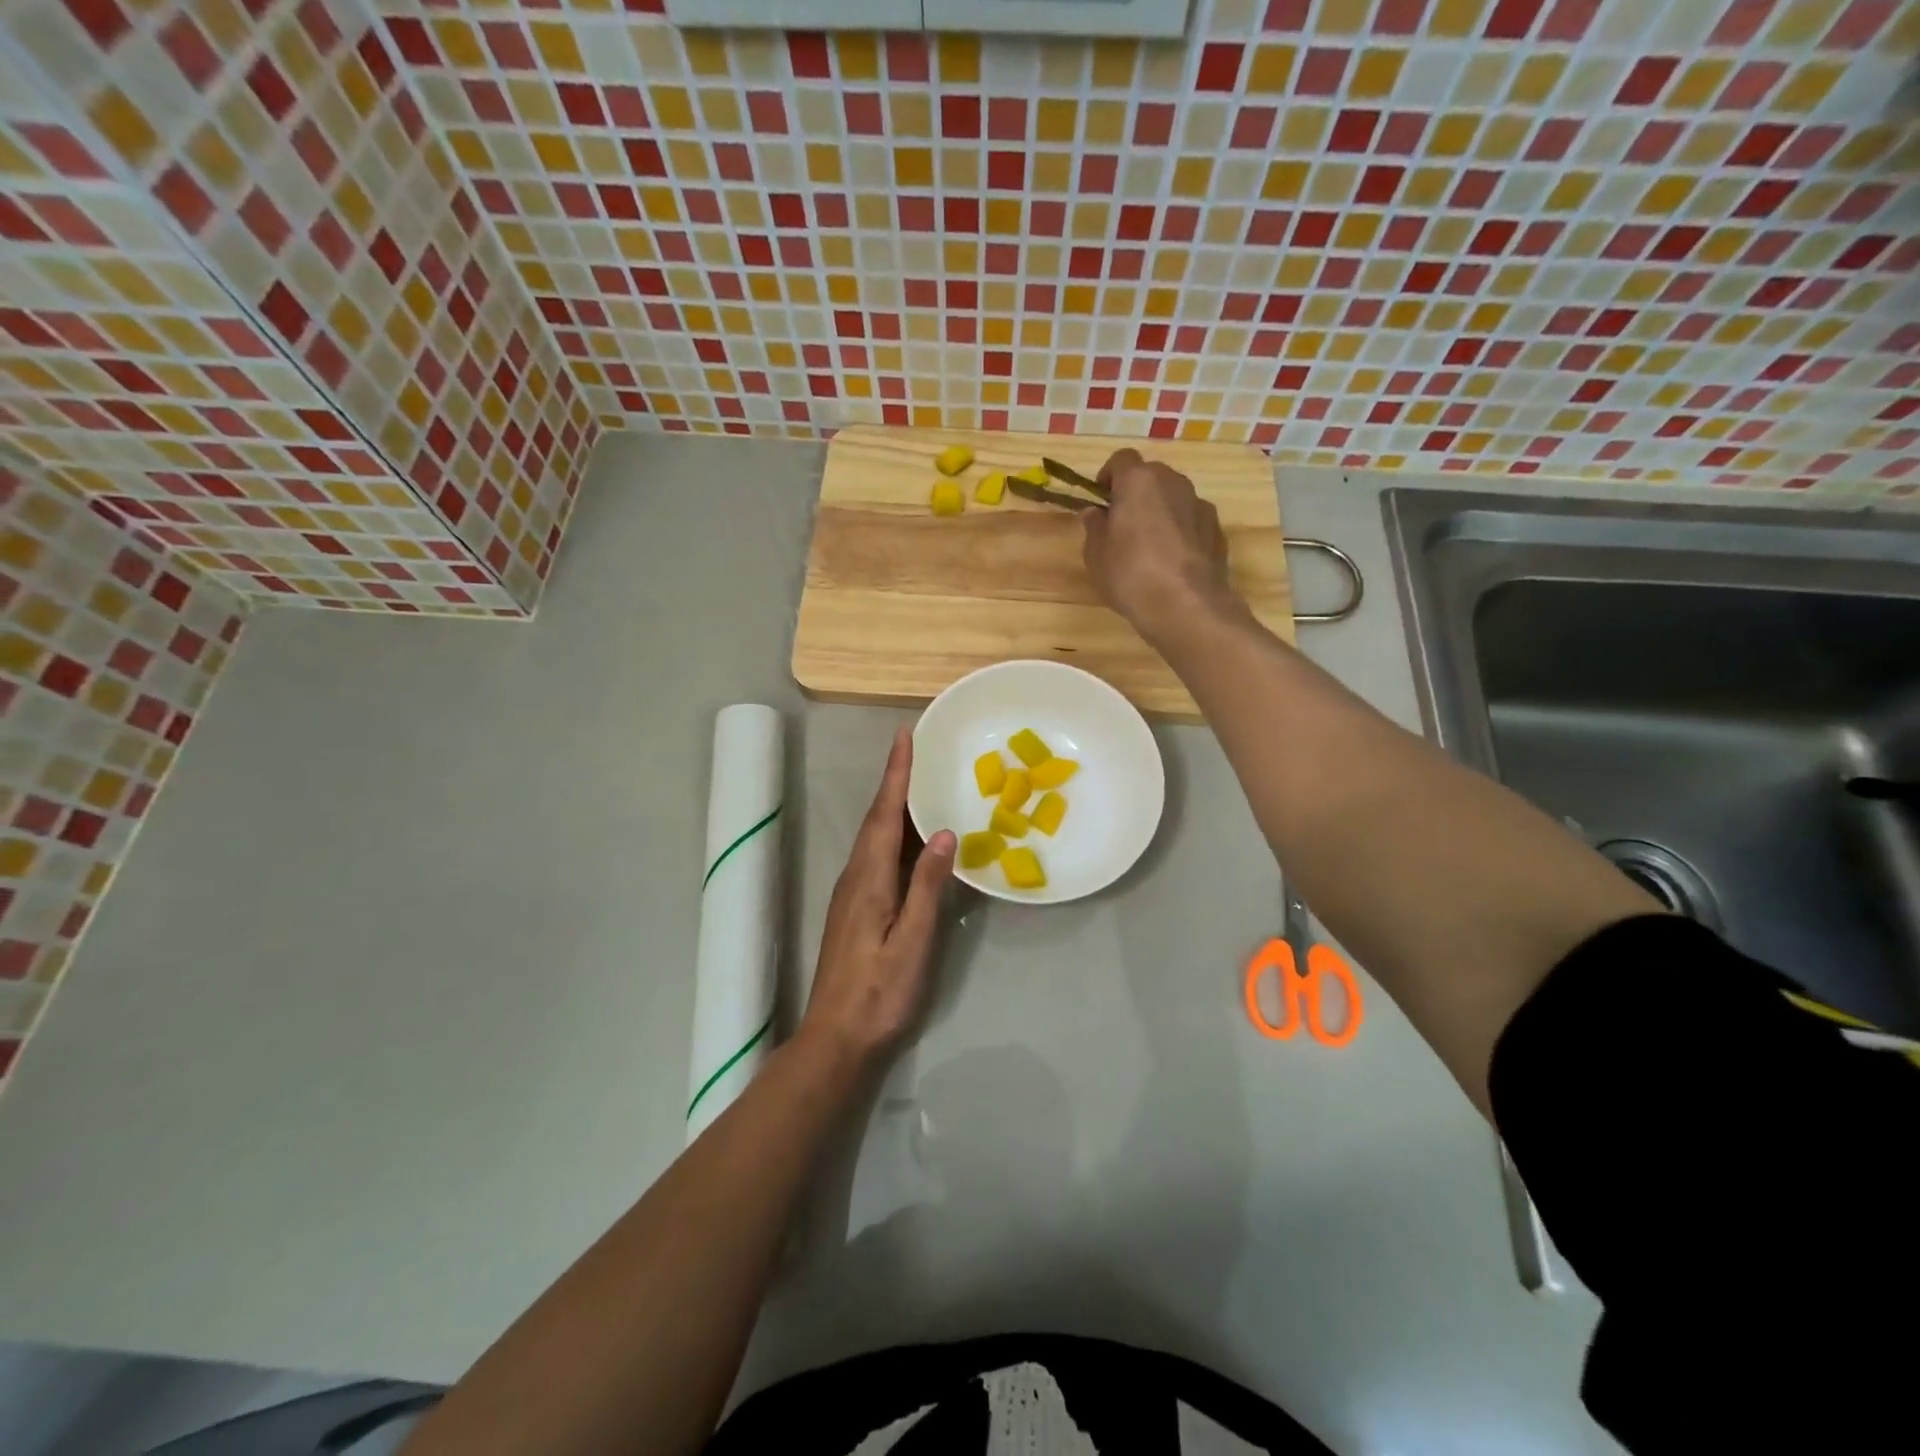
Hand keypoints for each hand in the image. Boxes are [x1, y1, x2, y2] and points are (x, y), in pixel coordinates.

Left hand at [799, 727, 955, 1068]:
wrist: (837, 1038)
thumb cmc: (880, 992)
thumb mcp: (912, 940)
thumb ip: (927, 886)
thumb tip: (944, 832)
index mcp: (869, 878)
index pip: (885, 813)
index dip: (896, 774)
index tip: (905, 736)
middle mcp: (856, 876)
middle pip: (877, 819)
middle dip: (895, 781)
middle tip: (918, 750)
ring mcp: (852, 894)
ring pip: (875, 837)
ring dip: (894, 806)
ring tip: (919, 783)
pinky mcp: (855, 909)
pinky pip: (876, 855)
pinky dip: (893, 834)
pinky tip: (910, 840)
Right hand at [1084, 448, 1237, 635]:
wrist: (1185, 605)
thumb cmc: (1130, 574)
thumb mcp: (1096, 554)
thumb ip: (1095, 527)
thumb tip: (1096, 513)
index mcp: (1139, 481)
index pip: (1121, 459)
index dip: (1109, 477)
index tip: (1102, 502)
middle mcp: (1173, 482)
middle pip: (1151, 476)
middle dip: (1136, 494)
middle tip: (1123, 526)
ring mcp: (1200, 504)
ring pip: (1174, 498)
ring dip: (1161, 512)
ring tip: (1150, 548)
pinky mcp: (1217, 529)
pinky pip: (1191, 521)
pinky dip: (1181, 532)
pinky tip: (1173, 562)